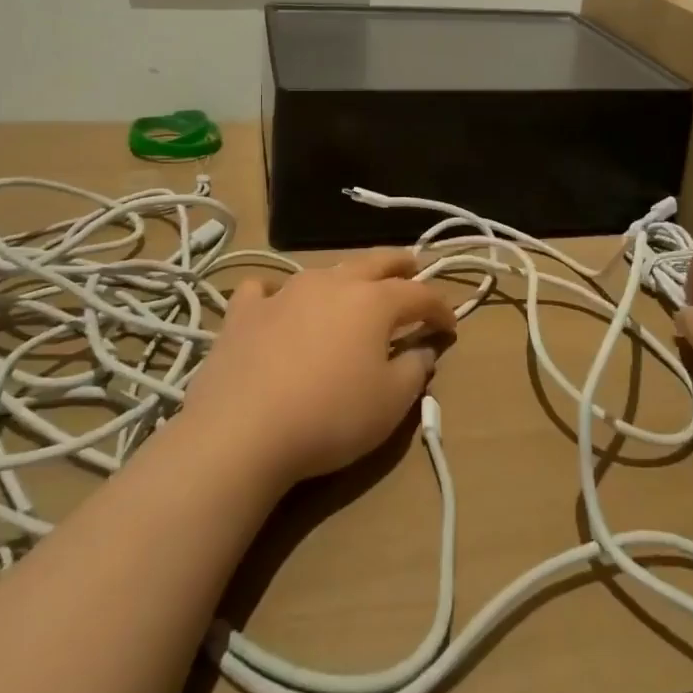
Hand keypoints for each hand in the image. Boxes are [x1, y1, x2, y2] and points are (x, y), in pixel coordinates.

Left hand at [182, 249, 456, 488]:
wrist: (242, 431)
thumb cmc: (330, 417)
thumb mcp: (390, 404)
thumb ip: (414, 370)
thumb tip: (423, 350)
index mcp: (373, 302)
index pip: (419, 295)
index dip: (440, 308)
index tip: (450, 324)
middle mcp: (333, 283)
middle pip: (375, 262)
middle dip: (399, 264)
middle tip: (413, 266)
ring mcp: (285, 292)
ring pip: (324, 270)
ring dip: (345, 276)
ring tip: (351, 288)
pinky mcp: (244, 312)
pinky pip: (264, 289)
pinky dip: (276, 292)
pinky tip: (275, 303)